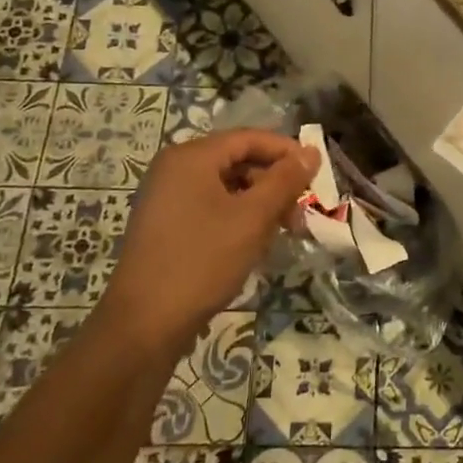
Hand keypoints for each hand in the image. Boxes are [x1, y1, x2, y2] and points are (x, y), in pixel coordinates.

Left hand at [100, 129, 317, 352]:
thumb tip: (311, 152)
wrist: (144, 323)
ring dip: (259, 203)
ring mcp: (166, 198)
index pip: (249, 138)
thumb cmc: (202, 260)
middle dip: (274, 182)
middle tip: (301, 211)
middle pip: (237, 161)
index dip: (286, 151)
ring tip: (283, 231)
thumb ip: (284, 181)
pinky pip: (211, 207)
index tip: (317, 174)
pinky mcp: (165, 226)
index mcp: (191, 157)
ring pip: (226, 187)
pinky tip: (255, 243)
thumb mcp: (253, 218)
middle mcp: (174, 169)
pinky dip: (238, 217)